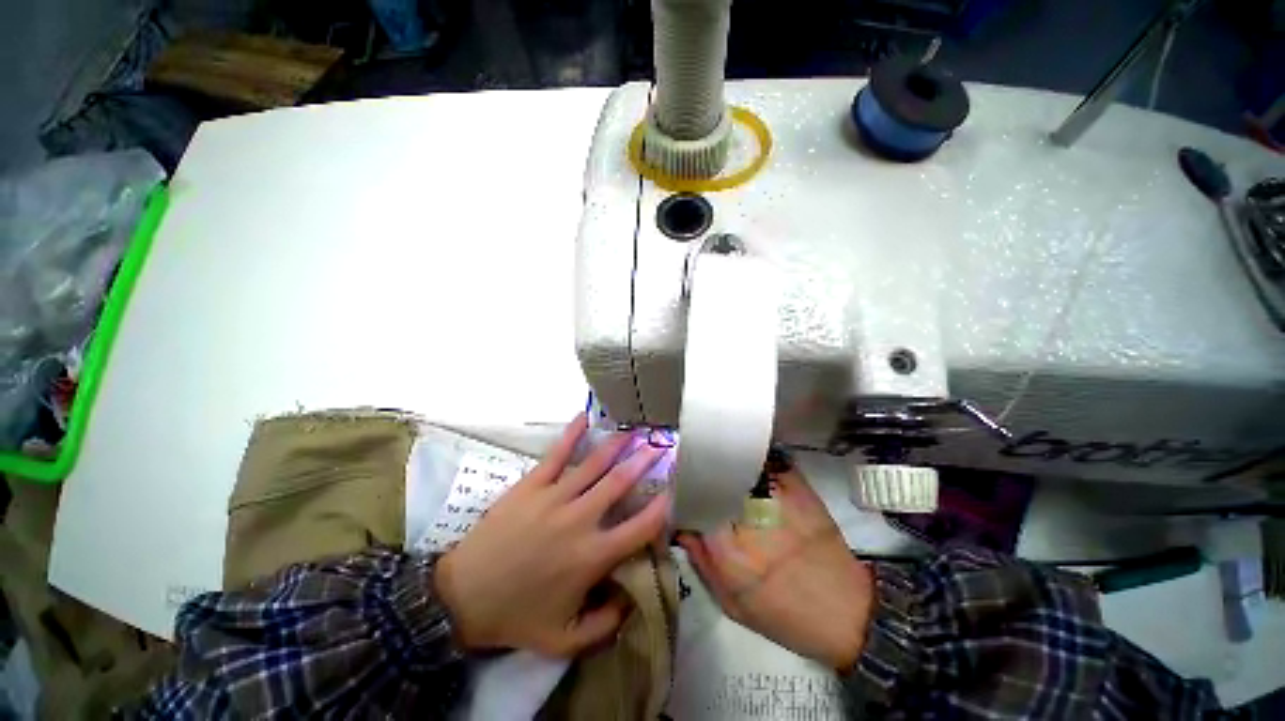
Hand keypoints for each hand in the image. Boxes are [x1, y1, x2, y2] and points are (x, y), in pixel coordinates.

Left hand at [434, 415, 669, 656]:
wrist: (463, 597)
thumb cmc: (517, 616)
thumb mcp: (565, 640)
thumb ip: (606, 624)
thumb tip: (633, 598)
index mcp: (593, 556)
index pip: (639, 527)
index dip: (661, 508)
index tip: (673, 491)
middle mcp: (580, 520)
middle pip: (620, 483)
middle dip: (644, 461)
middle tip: (659, 446)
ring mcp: (554, 497)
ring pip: (594, 464)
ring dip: (617, 445)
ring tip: (634, 430)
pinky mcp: (532, 485)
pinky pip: (556, 454)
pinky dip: (572, 434)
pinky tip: (584, 417)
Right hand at [677, 466, 874, 669]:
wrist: (849, 612)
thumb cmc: (786, 616)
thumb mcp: (733, 604)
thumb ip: (702, 562)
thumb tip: (683, 526)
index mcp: (728, 549)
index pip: (692, 503)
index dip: (682, 491)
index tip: (678, 487)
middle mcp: (748, 517)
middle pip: (713, 479)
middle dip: (700, 473)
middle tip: (697, 473)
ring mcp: (776, 498)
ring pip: (739, 466)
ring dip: (727, 464)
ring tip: (721, 464)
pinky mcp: (800, 489)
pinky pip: (770, 462)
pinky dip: (757, 460)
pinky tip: (751, 463)